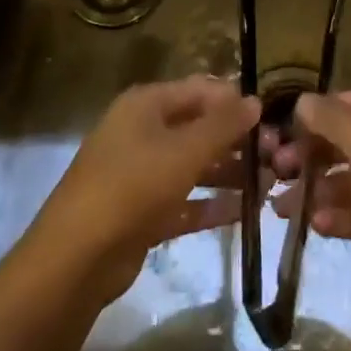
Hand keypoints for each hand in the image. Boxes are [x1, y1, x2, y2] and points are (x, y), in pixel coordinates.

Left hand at [20, 76, 259, 307]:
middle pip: (197, 127)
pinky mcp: (141, 213)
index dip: (233, 100)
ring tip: (268, 184)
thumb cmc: (132, 187)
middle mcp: (141, 132)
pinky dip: (210, 205)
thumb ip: (223, 125)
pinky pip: (183, 201)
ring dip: (228, 173)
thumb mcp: (185, 151)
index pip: (199, 90)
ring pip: (192, 165)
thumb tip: (256, 101)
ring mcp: (139, 174)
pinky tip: (243, 212)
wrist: (76, 259)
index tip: (269, 117)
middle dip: (235, 140)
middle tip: (274, 155)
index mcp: (146, 105)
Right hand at [267, 89, 350, 320]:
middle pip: (350, 142)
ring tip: (283, 209)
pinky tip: (316, 225)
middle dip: (313, 157)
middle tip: (275, 174)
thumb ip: (333, 121)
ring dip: (319, 191)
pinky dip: (341, 216)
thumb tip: (301, 101)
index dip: (315, 117)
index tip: (278, 135)